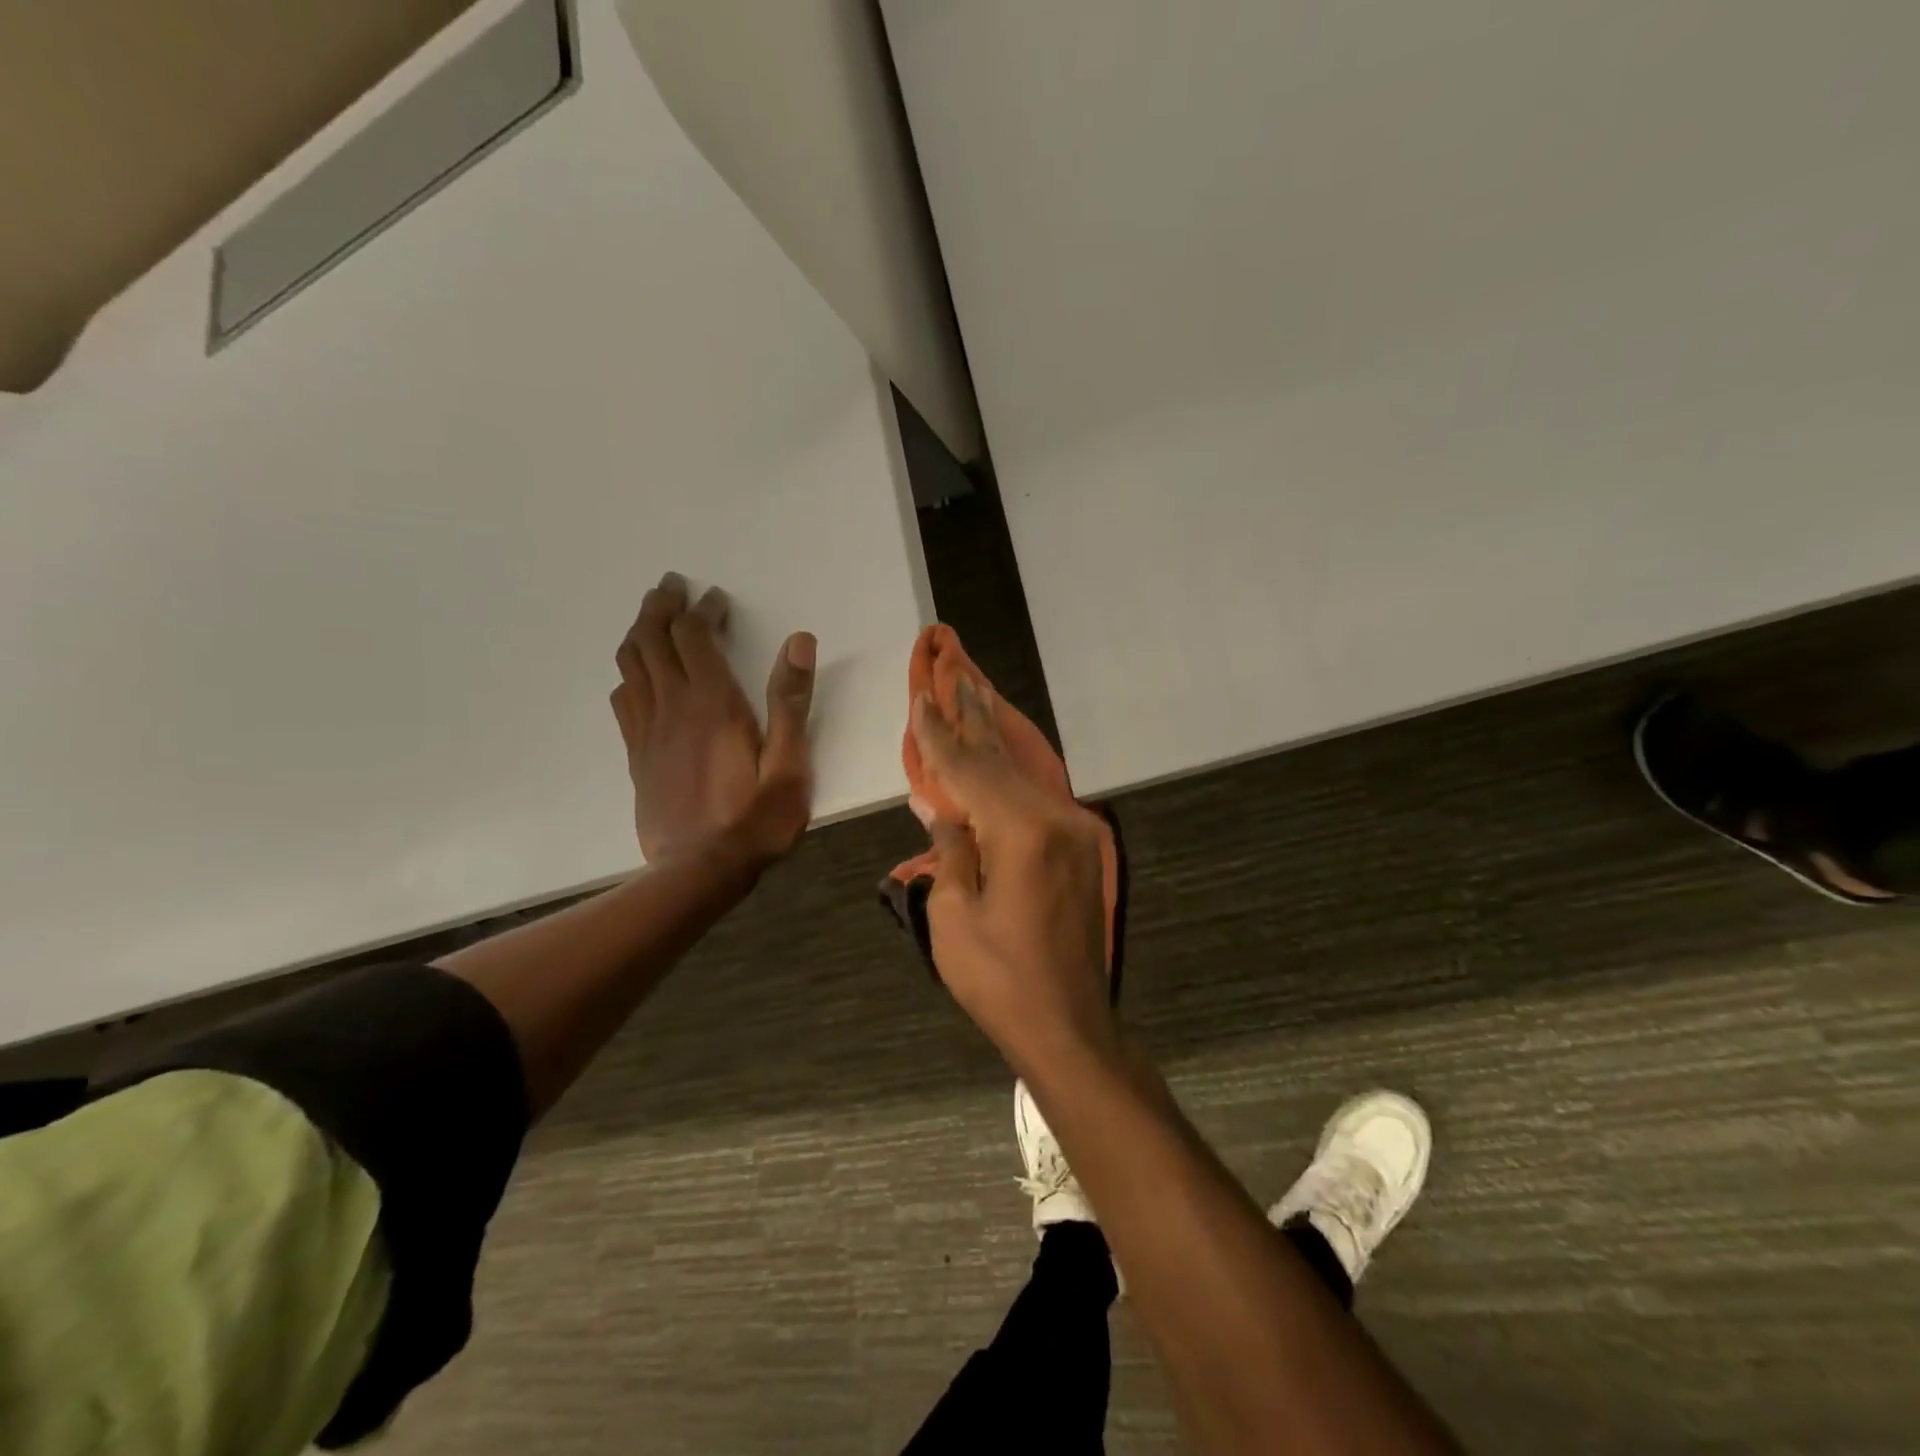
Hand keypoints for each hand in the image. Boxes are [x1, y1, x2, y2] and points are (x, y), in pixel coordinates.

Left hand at [610, 572, 816, 868]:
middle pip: (652, 639)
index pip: (695, 636)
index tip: (716, 598)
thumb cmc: (754, 820)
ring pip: (630, 664)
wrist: (698, 872)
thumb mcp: (789, 764)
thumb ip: (791, 702)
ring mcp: (647, 730)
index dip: (703, 610)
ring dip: (639, 632)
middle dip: (660, 606)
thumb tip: (799, 641)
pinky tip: (638, 676)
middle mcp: (672, 706)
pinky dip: (629, 673)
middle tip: (671, 586)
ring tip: (652, 618)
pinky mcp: (636, 754)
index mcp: (712, 703)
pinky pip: (623, 699)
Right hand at [910, 678, 1113, 1071]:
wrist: (1069, 1025)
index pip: (969, 771)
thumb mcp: (953, 916)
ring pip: (1024, 775)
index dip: (939, 736)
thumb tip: (944, 808)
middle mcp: (1057, 818)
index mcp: (1022, 832)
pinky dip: (1012, 776)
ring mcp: (1077, 831)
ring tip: (975, 696)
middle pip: (1002, 759)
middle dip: (973, 717)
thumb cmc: (999, 980)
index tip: (921, 698)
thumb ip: (950, 849)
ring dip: (994, 740)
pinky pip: (1038, 799)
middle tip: (955, 671)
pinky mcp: (1082, 848)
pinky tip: (999, 757)